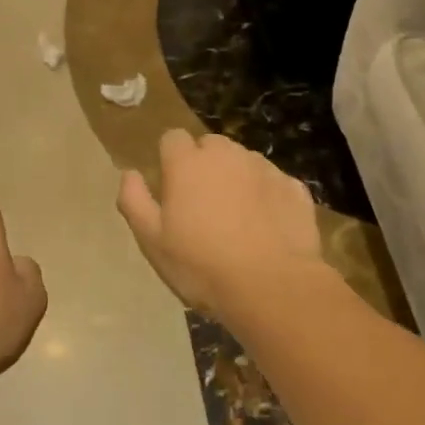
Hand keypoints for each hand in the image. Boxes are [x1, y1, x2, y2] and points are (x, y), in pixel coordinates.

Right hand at [116, 131, 320, 316]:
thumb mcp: (152, 241)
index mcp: (188, 163)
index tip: (171, 188)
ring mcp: (265, 168)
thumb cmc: (201, 265)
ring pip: (244, 162)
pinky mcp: (294, 187)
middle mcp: (227, 154)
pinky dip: (268, 197)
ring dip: (237, 179)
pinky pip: (274, 183)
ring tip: (238, 219)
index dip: (170, 159)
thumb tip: (129, 174)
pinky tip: (267, 228)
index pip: (172, 138)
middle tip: (203, 205)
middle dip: (205, 165)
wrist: (271, 286)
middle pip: (211, 145)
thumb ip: (135, 201)